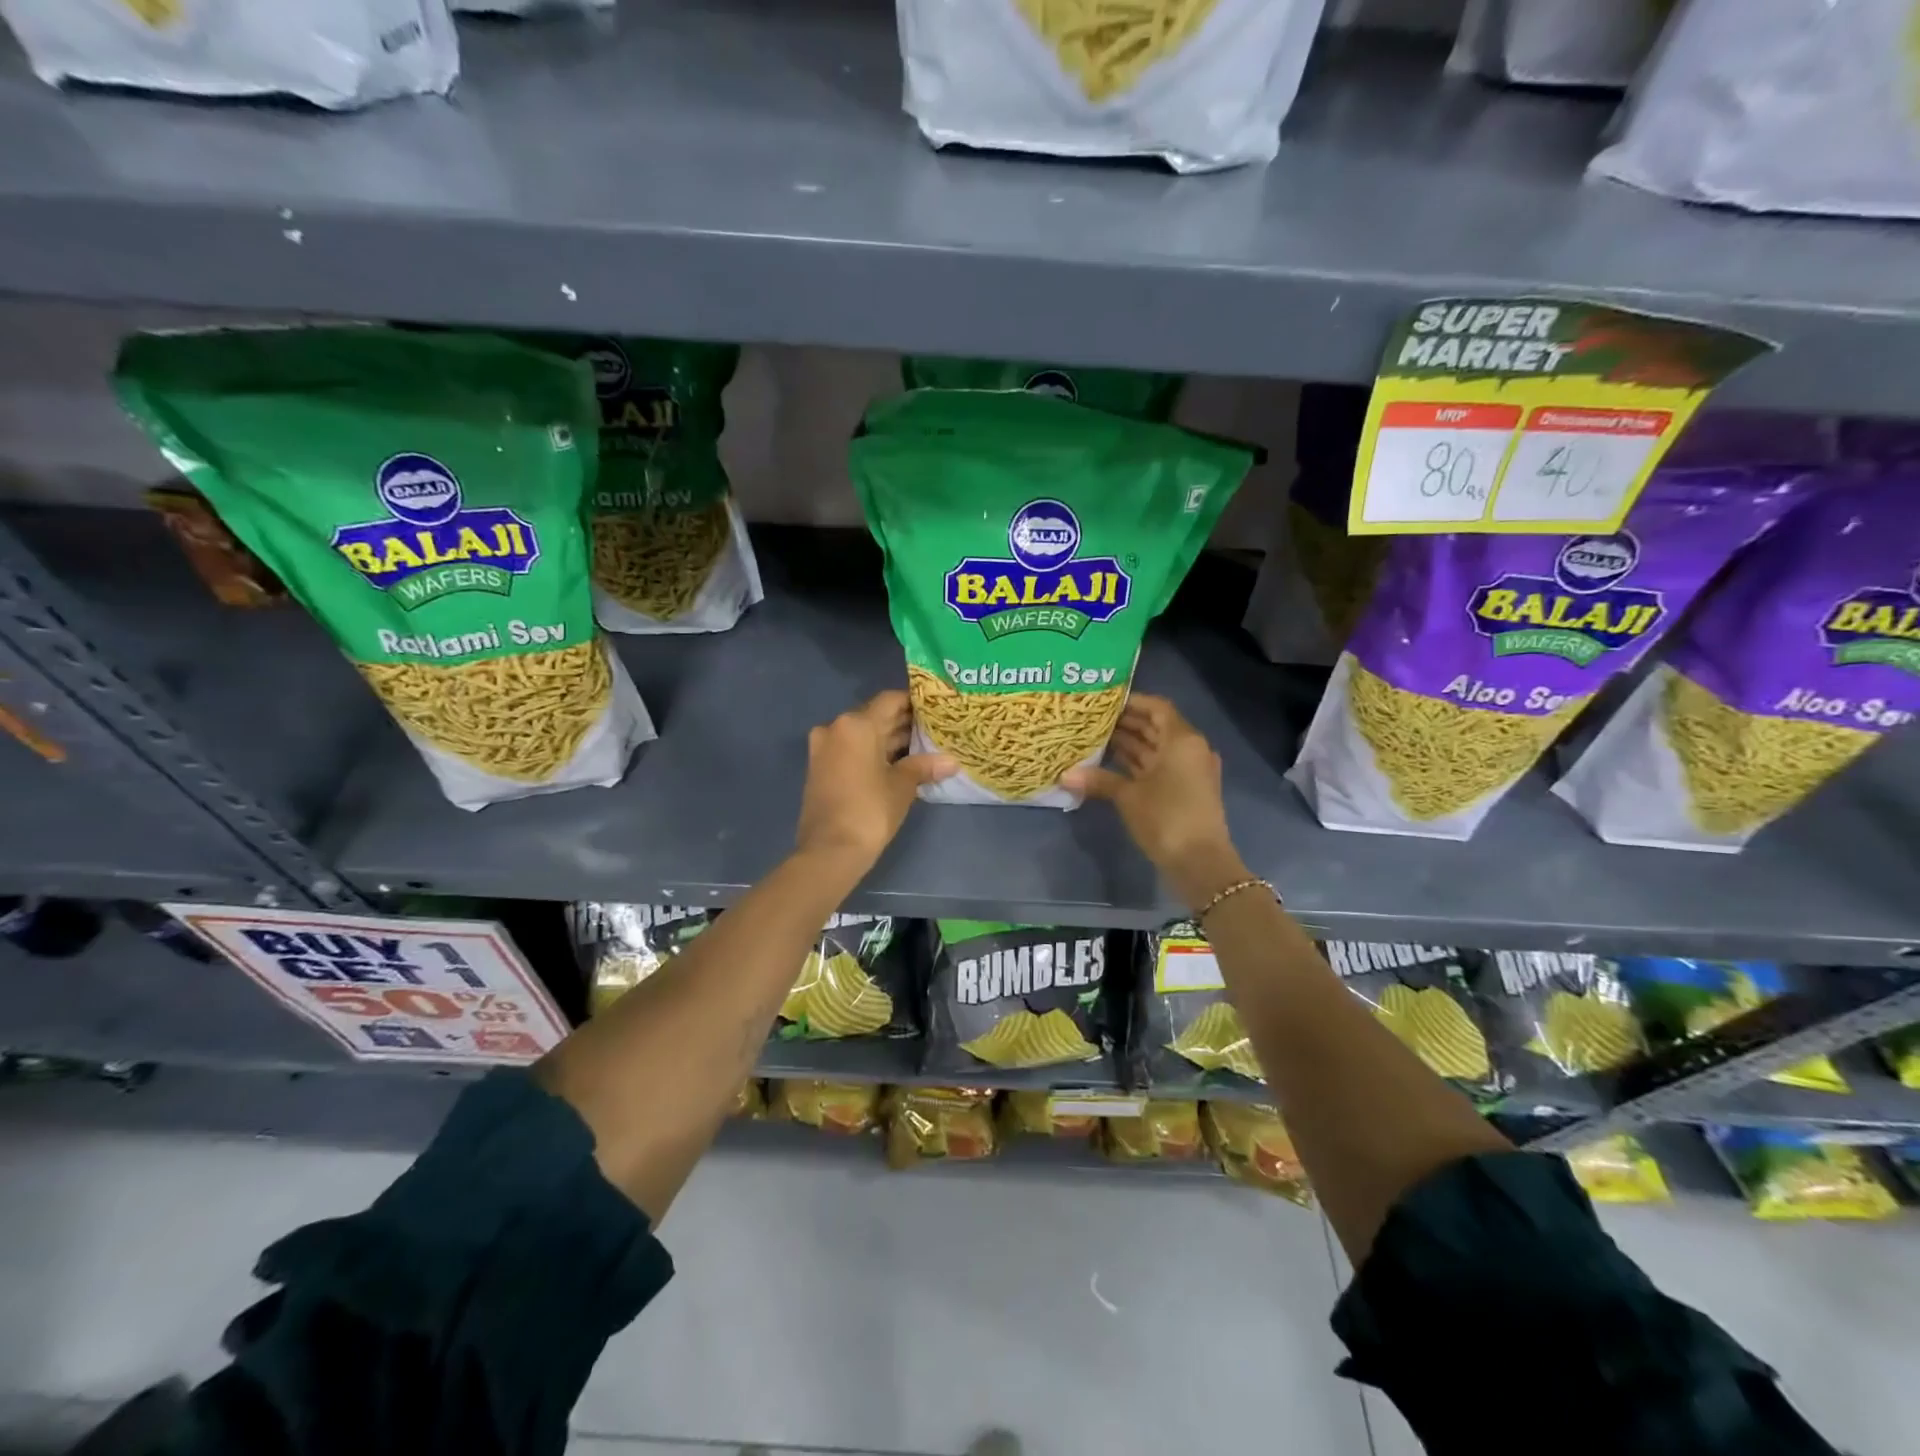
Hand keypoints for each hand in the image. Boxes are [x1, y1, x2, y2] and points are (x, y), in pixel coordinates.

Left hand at [795, 691, 957, 872]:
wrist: (829, 851)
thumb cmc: (870, 811)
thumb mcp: (902, 786)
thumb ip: (924, 766)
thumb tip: (952, 762)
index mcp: (856, 724)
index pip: (890, 700)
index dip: (914, 702)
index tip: (935, 708)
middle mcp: (836, 728)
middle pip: (875, 716)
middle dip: (903, 723)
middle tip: (934, 729)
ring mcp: (824, 748)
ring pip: (863, 735)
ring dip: (888, 739)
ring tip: (922, 746)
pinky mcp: (820, 768)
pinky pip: (851, 750)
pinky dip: (872, 752)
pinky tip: (898, 762)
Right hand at [1061, 695, 1246, 907]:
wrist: (1200, 863)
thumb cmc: (1166, 818)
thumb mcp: (1128, 797)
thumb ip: (1099, 780)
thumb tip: (1064, 775)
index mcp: (1182, 740)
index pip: (1157, 707)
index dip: (1132, 702)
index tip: (1104, 702)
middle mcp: (1189, 749)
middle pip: (1156, 727)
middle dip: (1126, 723)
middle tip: (1092, 720)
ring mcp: (1189, 771)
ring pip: (1156, 749)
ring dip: (1130, 744)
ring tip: (1095, 739)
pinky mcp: (1185, 790)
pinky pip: (1159, 767)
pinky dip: (1137, 764)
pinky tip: (1110, 766)